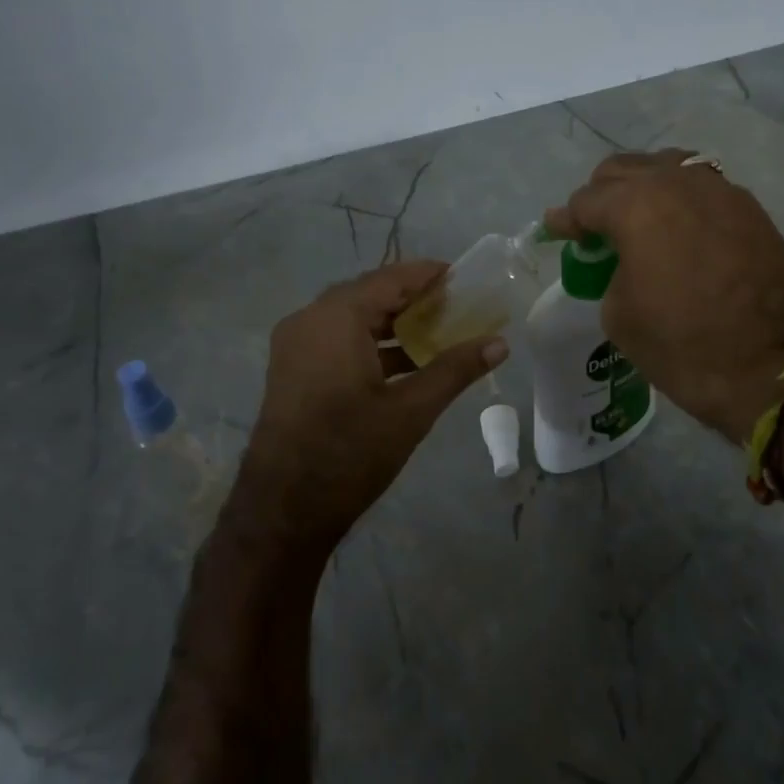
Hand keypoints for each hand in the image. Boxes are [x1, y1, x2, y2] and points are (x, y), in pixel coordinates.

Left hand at [228, 262, 507, 558]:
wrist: (283, 509)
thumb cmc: (350, 452)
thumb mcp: (411, 410)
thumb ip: (455, 370)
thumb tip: (500, 344)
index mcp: (336, 318)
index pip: (390, 279)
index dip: (428, 275)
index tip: (464, 277)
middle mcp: (309, 320)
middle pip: (369, 294)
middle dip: (413, 298)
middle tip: (456, 306)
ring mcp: (295, 345)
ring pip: (352, 318)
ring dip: (392, 323)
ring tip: (437, 332)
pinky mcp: (292, 369)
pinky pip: (336, 339)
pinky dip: (370, 343)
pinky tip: (404, 363)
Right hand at [544, 150, 783, 444]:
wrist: (774, 369)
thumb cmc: (684, 346)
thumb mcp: (620, 316)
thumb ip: (610, 272)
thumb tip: (624, 260)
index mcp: (636, 206)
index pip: (587, 200)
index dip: (566, 219)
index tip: (556, 230)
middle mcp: (677, 183)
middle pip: (624, 169)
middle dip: (601, 195)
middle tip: (594, 227)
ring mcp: (720, 191)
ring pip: (667, 168)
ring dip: (643, 188)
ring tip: (637, 220)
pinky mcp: (751, 209)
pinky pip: (702, 188)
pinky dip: (680, 200)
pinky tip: (678, 227)